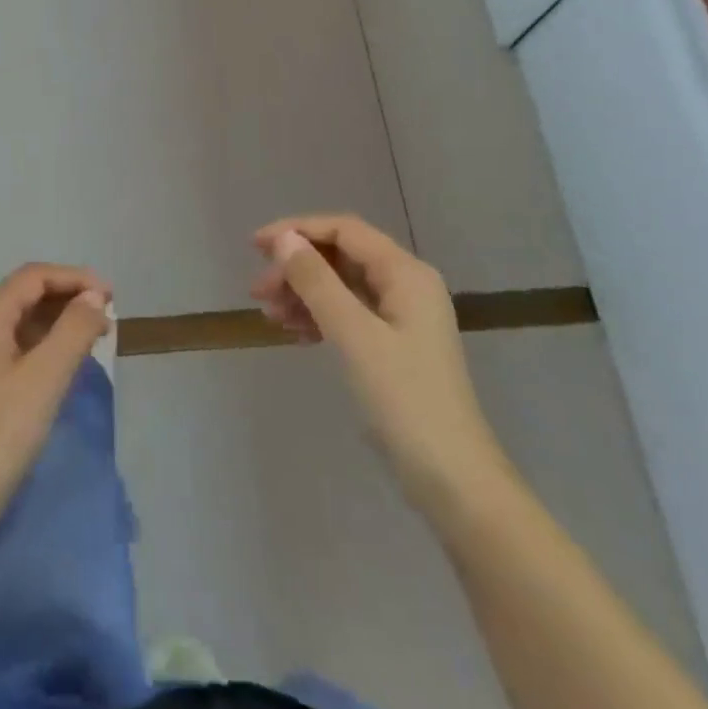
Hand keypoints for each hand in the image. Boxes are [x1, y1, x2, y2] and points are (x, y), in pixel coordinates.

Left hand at [0, 263, 111, 565]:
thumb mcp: (43, 381)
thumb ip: (73, 332)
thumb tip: (93, 297)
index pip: (34, 276)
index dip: (76, 278)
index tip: (112, 298)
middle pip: (23, 295)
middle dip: (67, 300)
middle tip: (106, 320)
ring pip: (16, 324)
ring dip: (54, 325)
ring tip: (91, 342)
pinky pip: (7, 349)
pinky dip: (38, 348)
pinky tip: (58, 370)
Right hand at [252, 215, 513, 517]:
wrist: (452, 478)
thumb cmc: (404, 399)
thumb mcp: (354, 335)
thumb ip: (317, 282)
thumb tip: (284, 239)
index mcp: (406, 274)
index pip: (345, 230)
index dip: (298, 230)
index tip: (256, 246)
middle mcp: (407, 285)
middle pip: (342, 257)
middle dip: (297, 268)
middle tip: (258, 292)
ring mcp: (402, 317)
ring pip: (342, 287)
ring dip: (303, 293)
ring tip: (270, 316)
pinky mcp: (394, 346)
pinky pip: (349, 315)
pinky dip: (319, 317)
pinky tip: (295, 333)